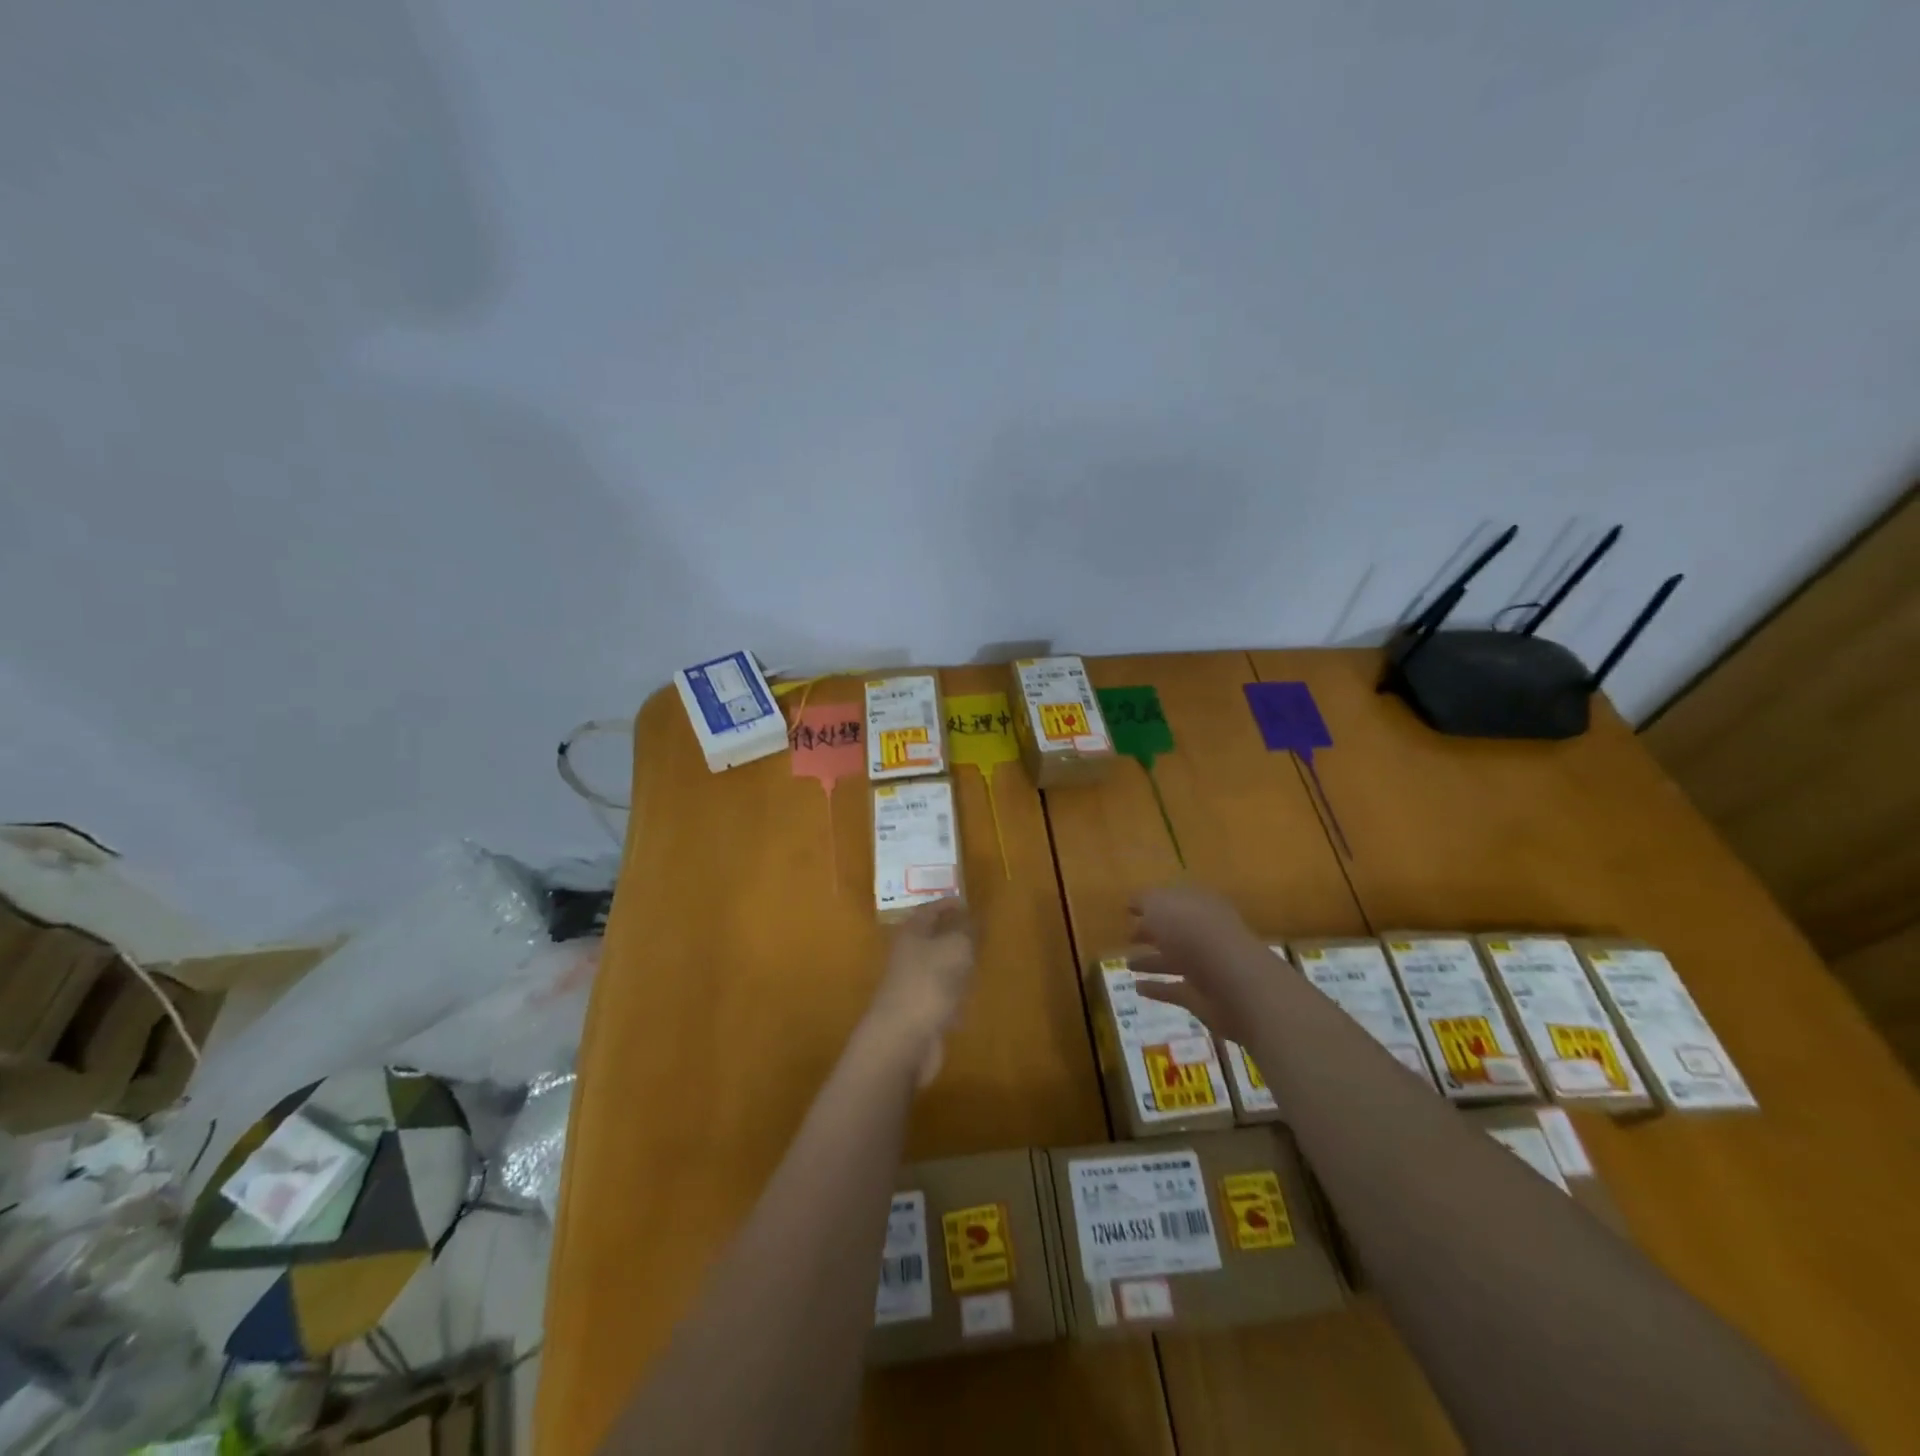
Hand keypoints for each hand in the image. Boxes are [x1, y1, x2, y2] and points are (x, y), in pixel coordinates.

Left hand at [862, 902, 975, 1086]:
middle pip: (931, 940)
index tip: (967, 903)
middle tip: (978, 936)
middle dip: (953, 937)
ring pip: (937, 970)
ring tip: (977, 969)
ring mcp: (911, 987)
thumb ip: (967, 930)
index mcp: (912, 934)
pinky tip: (966, 1008)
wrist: (903, 1039)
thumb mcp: (956, 948)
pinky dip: (954, 1000)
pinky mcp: (919, 1014)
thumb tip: (973, 918)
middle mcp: (908, 957)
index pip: (929, 910)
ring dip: (955, 970)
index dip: (947, 904)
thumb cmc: (929, 983)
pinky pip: (940, 1000)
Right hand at [1129, 885, 1274, 1043]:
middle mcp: (1205, 933)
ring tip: (1127, 964)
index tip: (1128, 909)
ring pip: (1174, 960)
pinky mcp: (1203, 997)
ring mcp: (1206, 966)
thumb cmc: (1195, 933)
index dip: (1152, 902)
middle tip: (1128, 937)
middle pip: (1175, 930)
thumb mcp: (1161, 905)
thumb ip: (1145, 901)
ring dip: (1151, 962)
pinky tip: (1138, 988)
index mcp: (1199, 905)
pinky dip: (1158, 988)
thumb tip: (1133, 903)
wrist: (1234, 983)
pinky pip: (1175, 989)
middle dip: (1152, 932)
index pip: (1174, 899)